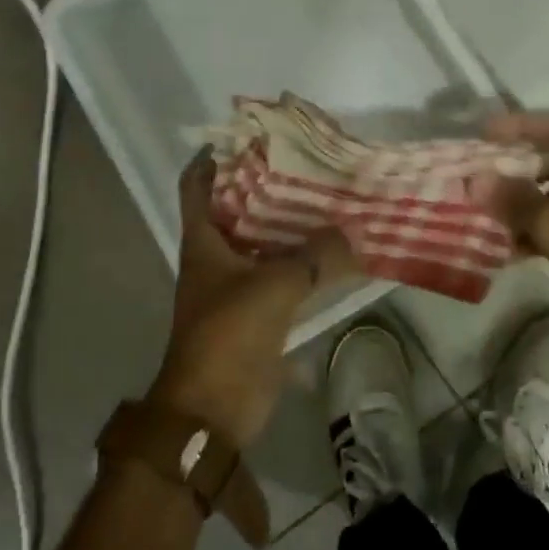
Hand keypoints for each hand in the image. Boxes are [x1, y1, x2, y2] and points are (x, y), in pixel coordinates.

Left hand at [146, 150, 353, 448]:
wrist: (213, 412)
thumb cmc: (228, 335)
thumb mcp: (273, 288)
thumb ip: (313, 258)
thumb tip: (351, 235)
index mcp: (203, 242)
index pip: (197, 186)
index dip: (212, 159)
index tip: (244, 137)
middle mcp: (215, 258)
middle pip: (237, 212)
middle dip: (266, 189)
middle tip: (304, 165)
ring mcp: (235, 288)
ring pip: (263, 246)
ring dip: (290, 229)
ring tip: (327, 202)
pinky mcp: (256, 316)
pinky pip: (282, 281)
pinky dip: (304, 268)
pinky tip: (335, 256)